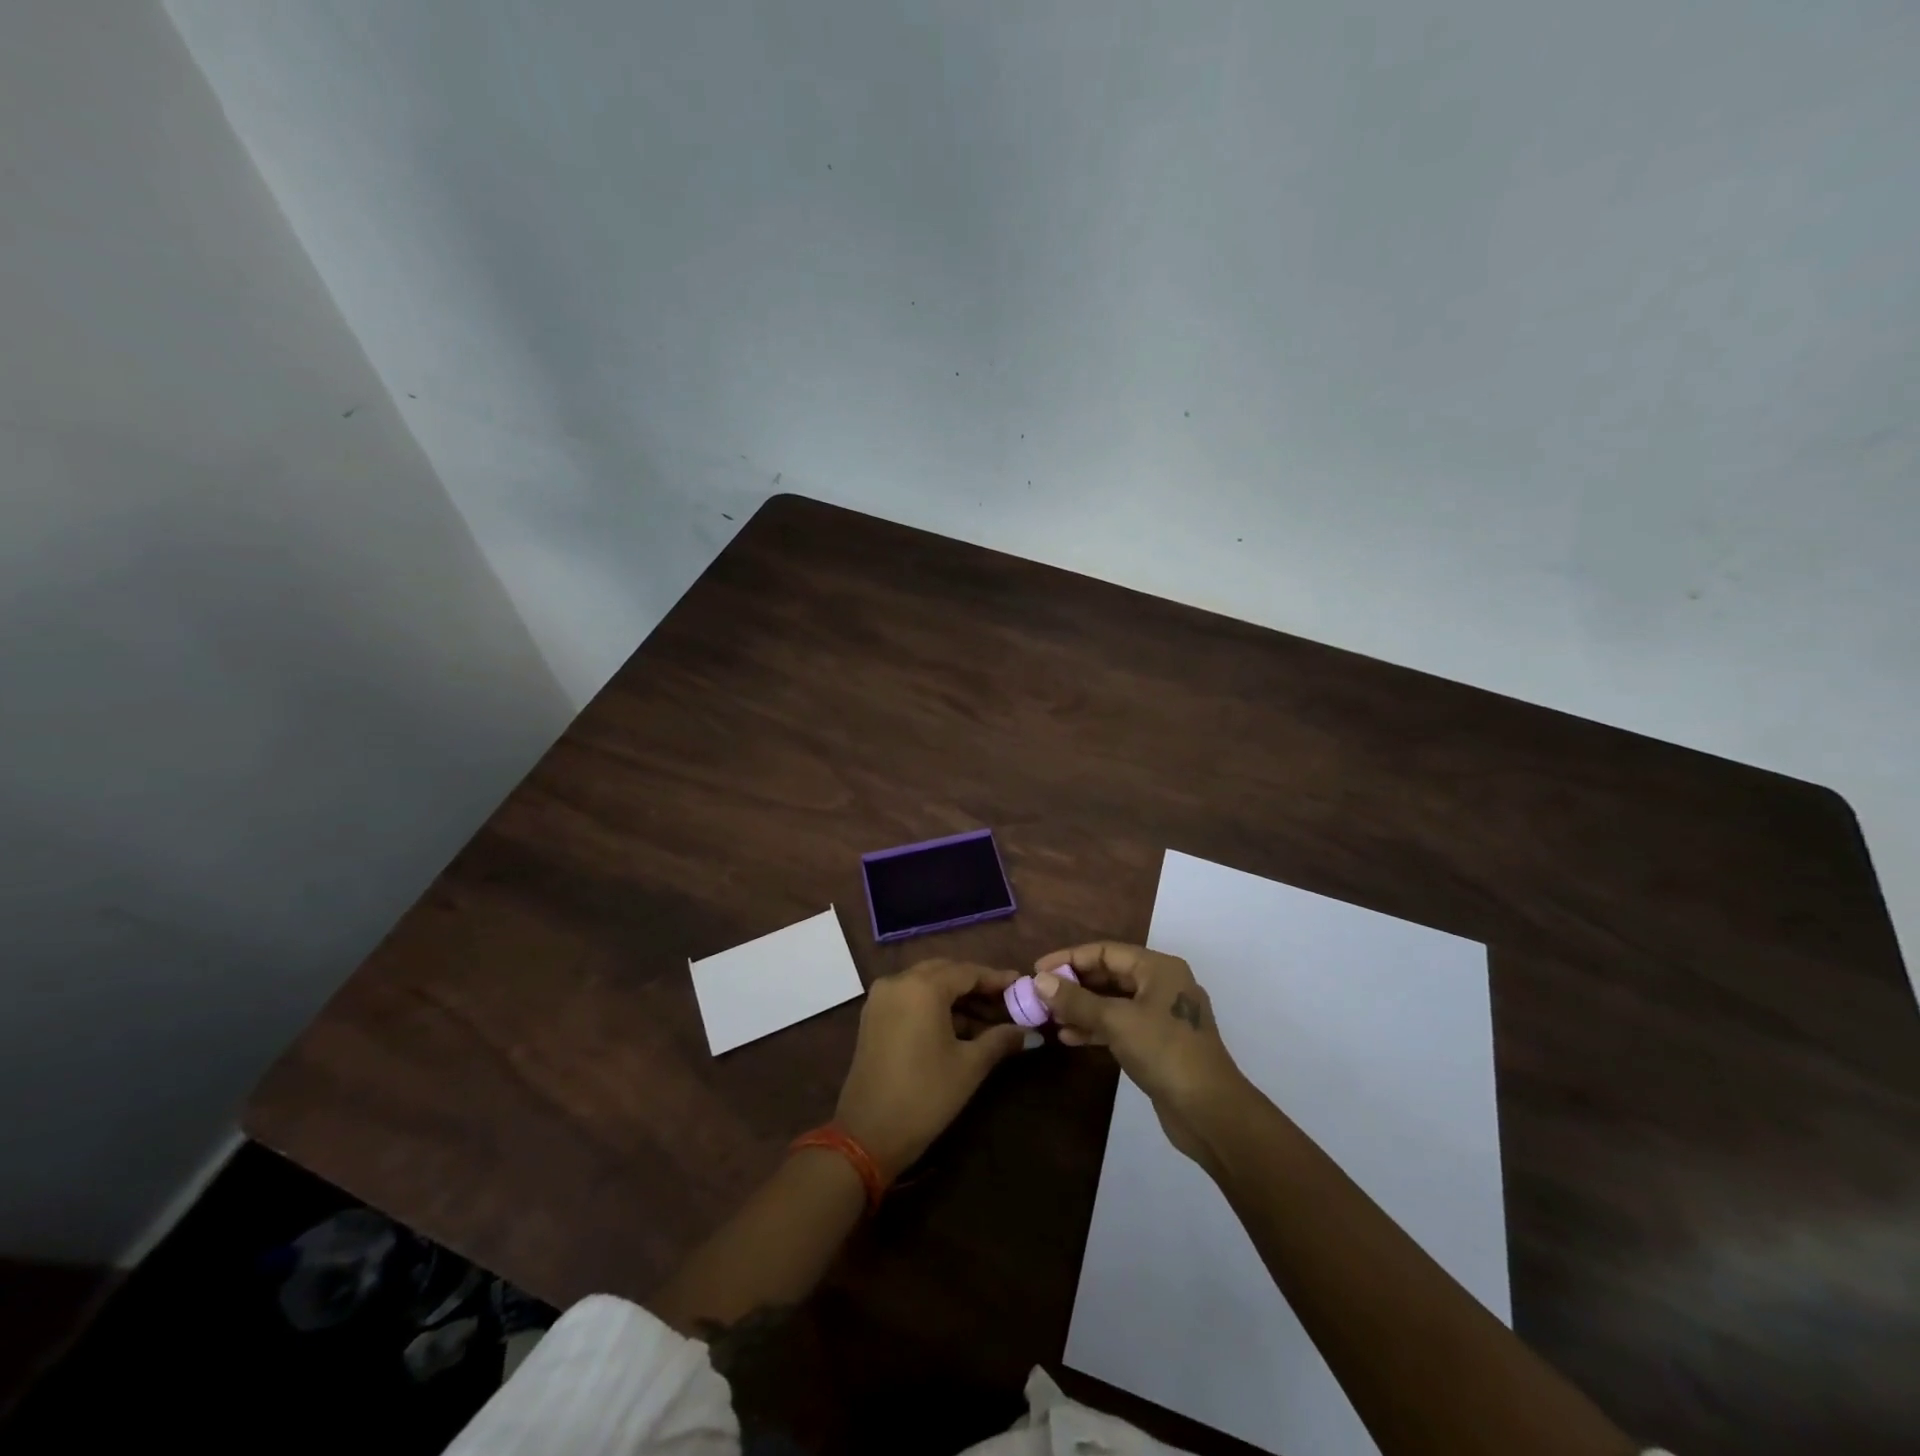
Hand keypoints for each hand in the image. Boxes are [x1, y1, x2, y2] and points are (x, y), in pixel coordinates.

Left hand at [834, 959, 1028, 1181]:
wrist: (867, 1134)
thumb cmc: (925, 1095)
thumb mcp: (969, 1066)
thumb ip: (1000, 1039)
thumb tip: (1030, 1032)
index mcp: (923, 987)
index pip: (968, 972)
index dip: (996, 979)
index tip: (1021, 985)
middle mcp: (898, 982)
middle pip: (945, 972)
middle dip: (976, 985)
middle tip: (1006, 1002)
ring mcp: (881, 997)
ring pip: (927, 984)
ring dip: (956, 997)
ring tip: (987, 1020)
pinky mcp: (873, 1016)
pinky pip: (910, 997)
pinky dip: (934, 1005)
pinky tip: (958, 1027)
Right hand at [1033, 942, 1248, 1169]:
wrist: (1210, 1112)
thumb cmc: (1164, 1052)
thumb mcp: (1116, 1021)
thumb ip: (1076, 1000)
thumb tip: (1040, 981)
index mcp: (1158, 968)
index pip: (1106, 952)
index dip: (1069, 958)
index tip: (1037, 970)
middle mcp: (1161, 984)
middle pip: (1109, 975)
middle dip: (1074, 985)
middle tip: (1040, 995)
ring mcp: (1161, 1015)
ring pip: (1112, 1002)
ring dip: (1081, 1008)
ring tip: (1049, 1018)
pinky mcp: (1158, 1043)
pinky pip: (1120, 1025)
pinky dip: (1095, 1028)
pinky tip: (1069, 1038)